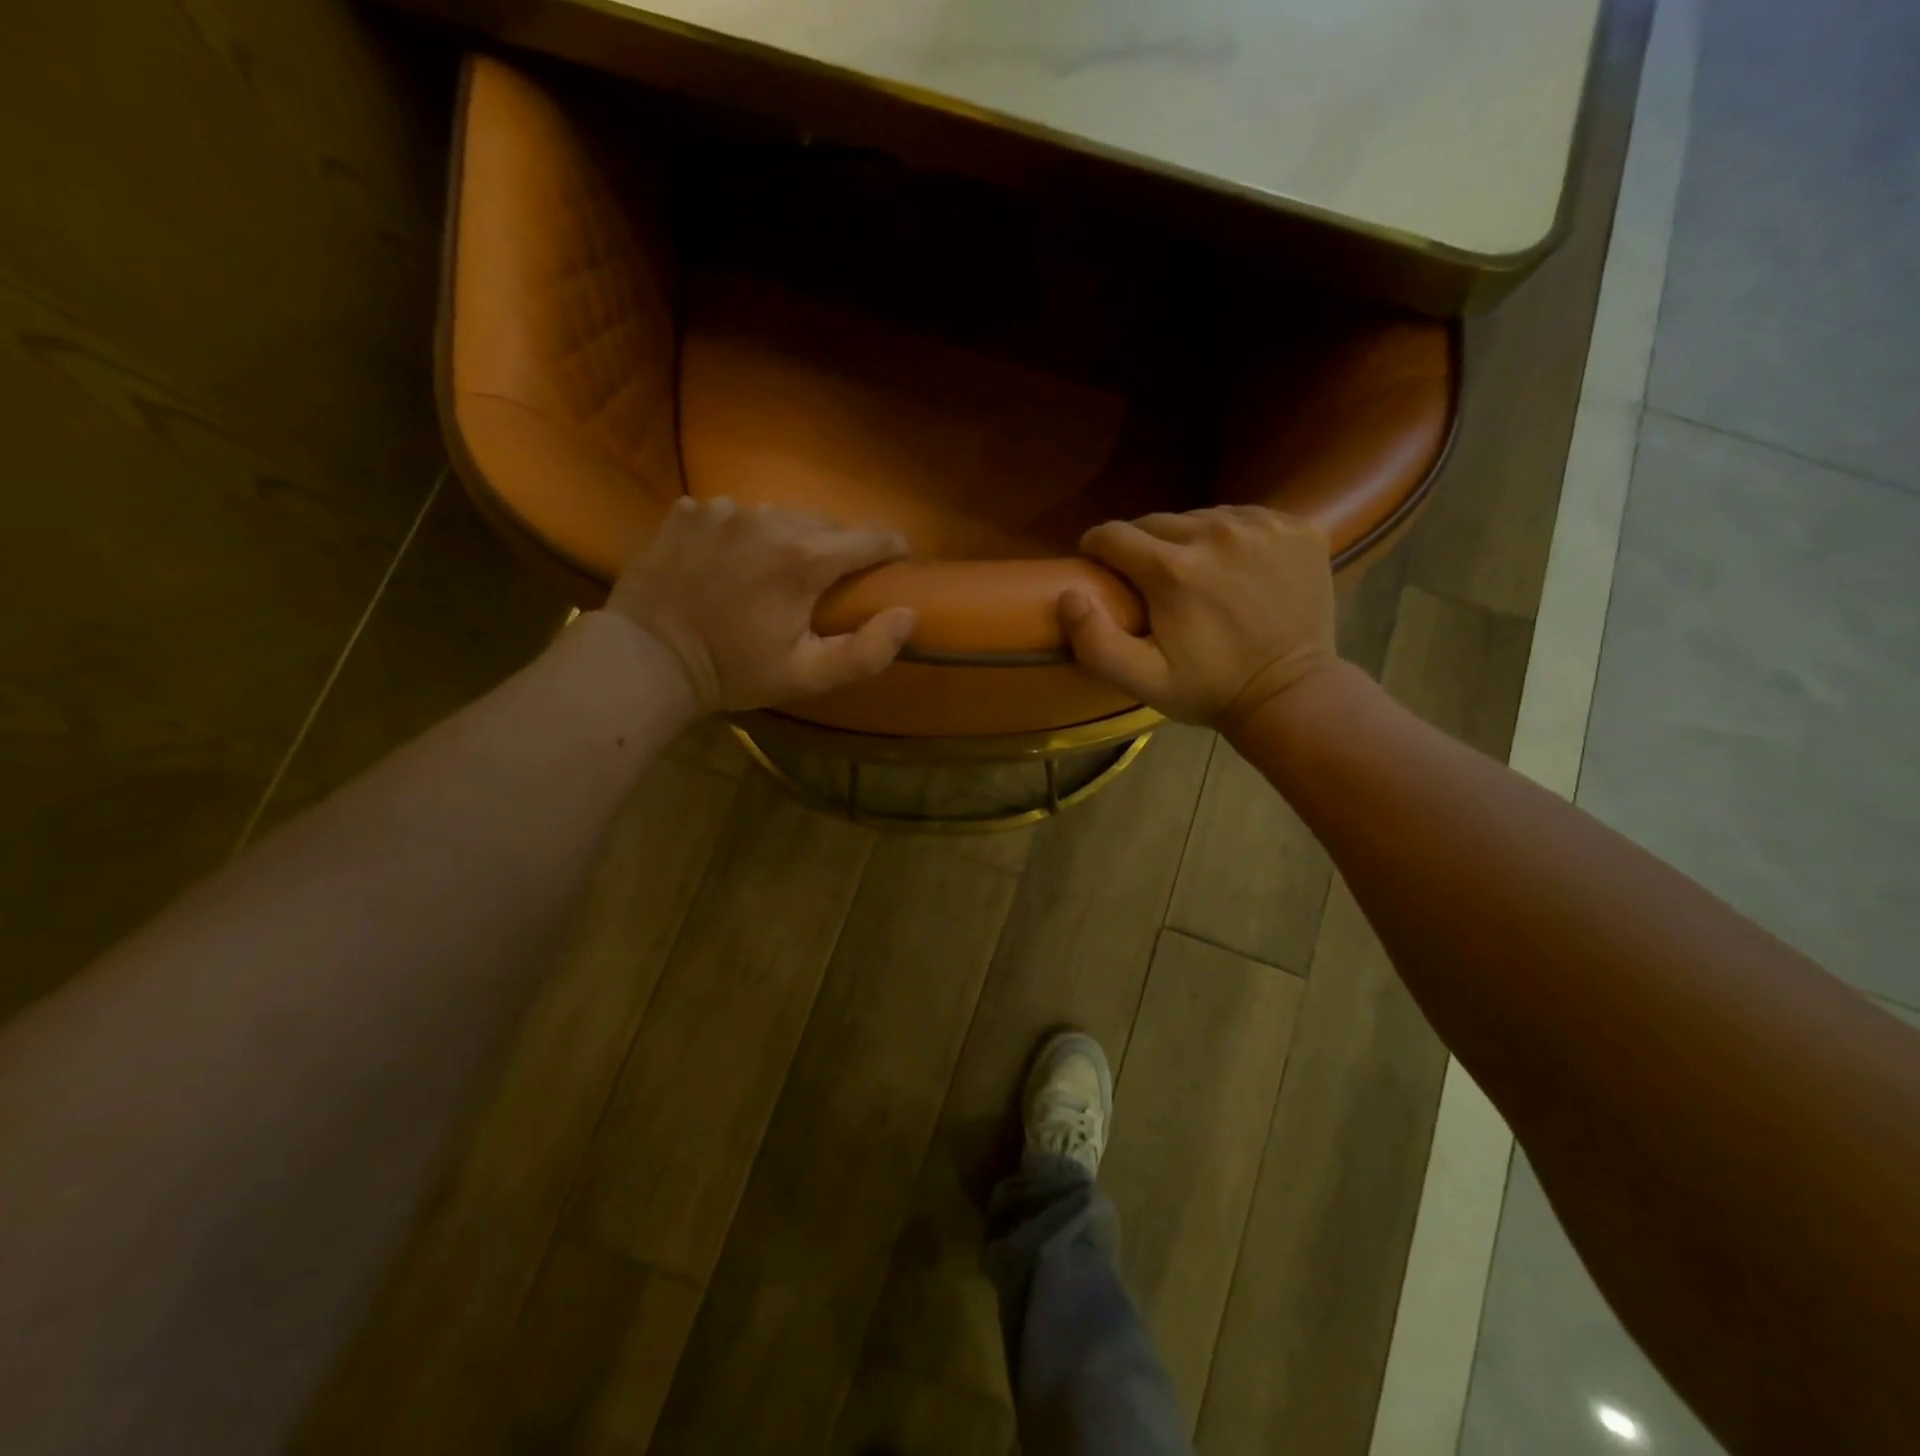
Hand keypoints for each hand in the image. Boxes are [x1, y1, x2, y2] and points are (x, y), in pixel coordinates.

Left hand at [605, 496, 916, 713]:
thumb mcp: (807, 676)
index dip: (891, 548)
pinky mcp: (689, 510)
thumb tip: (909, 614)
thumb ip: (867, 650)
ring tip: (774, 574)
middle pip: (824, 524)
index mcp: (803, 559)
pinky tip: (728, 565)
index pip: (869, 537)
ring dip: (787, 540)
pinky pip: (733, 514)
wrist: (646, 658)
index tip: (897, 562)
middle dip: (836, 550)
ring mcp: (723, 509)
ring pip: (778, 516)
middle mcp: (767, 519)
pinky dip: (741, 534)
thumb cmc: (733, 671)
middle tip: (827, 584)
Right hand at [1059, 506, 1337, 726]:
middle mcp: (1216, 533)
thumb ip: (1095, 642)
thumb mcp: (1142, 680)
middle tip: (1150, 583)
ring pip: (1200, 516)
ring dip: (1187, 540)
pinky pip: (1244, 517)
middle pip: (1156, 522)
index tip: (1100, 569)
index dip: (1098, 550)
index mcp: (1173, 570)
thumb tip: (1068, 595)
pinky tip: (1236, 569)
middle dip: (1142, 548)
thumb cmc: (1209, 689)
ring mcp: (1262, 526)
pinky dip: (1232, 536)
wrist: (1291, 693)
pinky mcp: (1297, 527)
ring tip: (1194, 575)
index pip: (1113, 535)